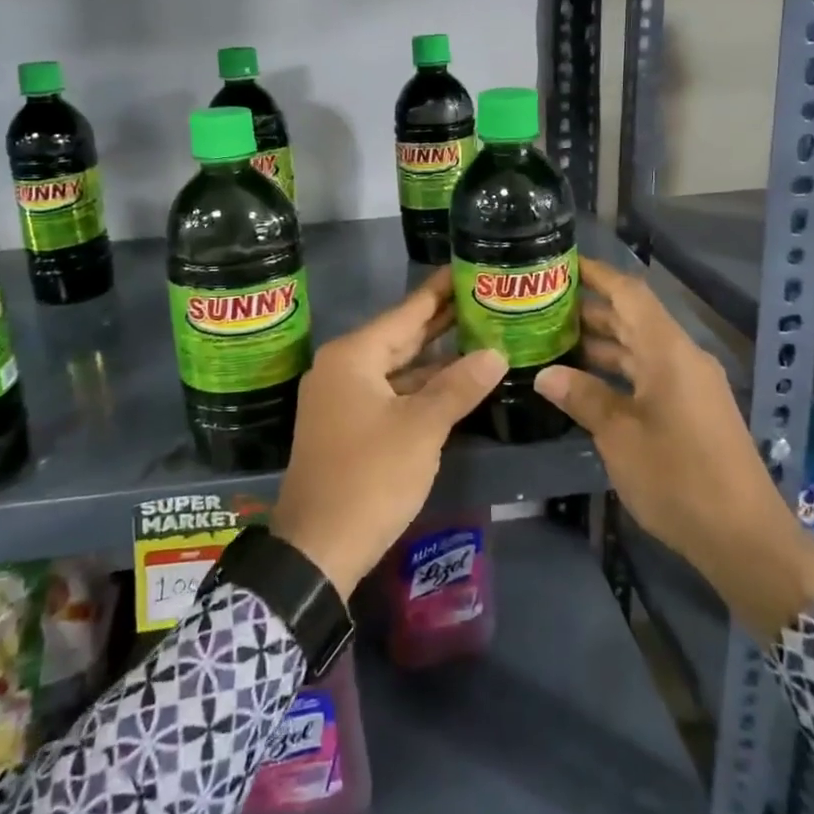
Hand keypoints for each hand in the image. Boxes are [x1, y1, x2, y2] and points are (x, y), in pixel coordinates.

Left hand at [271, 269, 507, 600]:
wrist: (317, 547)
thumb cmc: (369, 476)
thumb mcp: (421, 428)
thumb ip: (459, 386)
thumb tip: (495, 354)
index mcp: (353, 356)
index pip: (406, 312)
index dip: (439, 291)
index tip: (466, 266)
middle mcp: (342, 368)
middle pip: (400, 336)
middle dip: (441, 321)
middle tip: (482, 298)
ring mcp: (341, 398)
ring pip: (396, 367)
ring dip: (434, 358)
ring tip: (479, 336)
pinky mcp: (347, 425)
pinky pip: (389, 392)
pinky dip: (419, 387)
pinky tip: (452, 383)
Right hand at [534, 258, 813, 641]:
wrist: (745, 539)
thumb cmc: (678, 478)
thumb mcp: (619, 436)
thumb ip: (583, 397)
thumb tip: (545, 374)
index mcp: (668, 352)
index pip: (629, 293)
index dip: (596, 274)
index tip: (560, 265)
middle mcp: (682, 358)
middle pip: (633, 318)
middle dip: (589, 310)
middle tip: (542, 307)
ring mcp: (690, 385)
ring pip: (640, 348)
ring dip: (601, 343)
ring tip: (552, 341)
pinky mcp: (693, 410)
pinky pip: (649, 374)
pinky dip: (617, 371)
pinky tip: (585, 383)